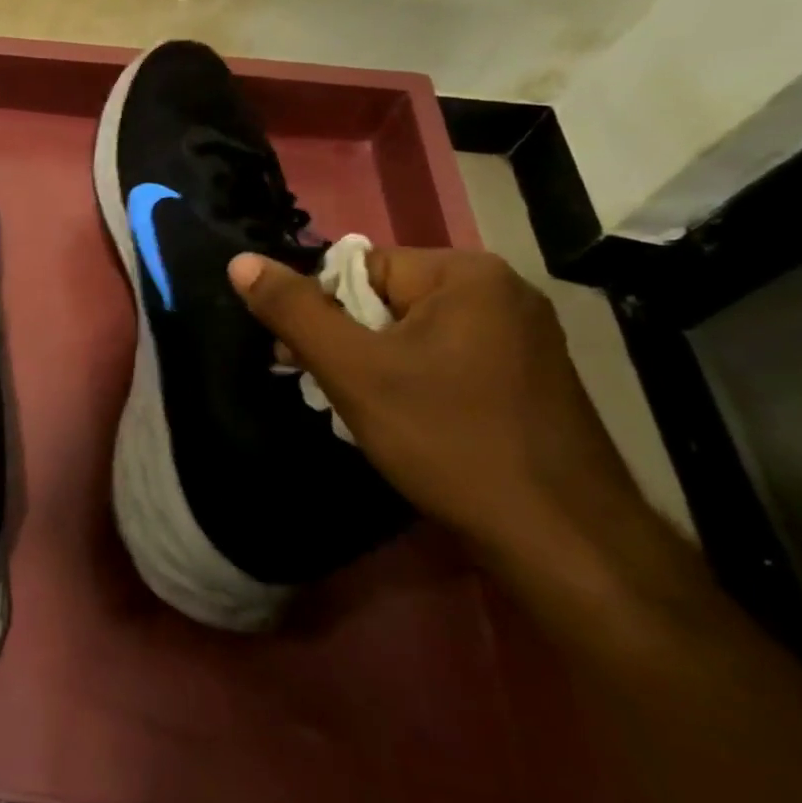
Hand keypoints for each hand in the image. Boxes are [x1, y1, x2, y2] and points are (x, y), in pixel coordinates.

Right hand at [228, 247, 647, 577]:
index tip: (309, 363)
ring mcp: (522, 336)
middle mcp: (502, 292)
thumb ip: (294, 312)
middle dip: (348, 344)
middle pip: (385, 300)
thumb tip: (239, 262)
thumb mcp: (354, 372)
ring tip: (369, 416)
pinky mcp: (527, 378)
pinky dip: (413, 384)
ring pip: (412, 335)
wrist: (562, 541)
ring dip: (376, 368)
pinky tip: (408, 425)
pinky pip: (445, 360)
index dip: (324, 314)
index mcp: (465, 274)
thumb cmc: (449, 441)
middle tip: (333, 393)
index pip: (359, 268)